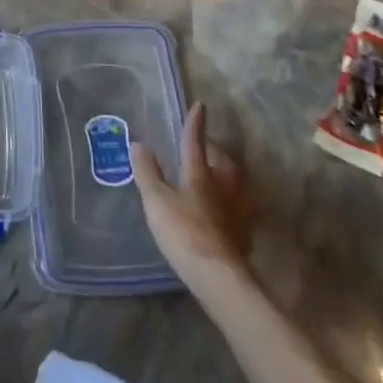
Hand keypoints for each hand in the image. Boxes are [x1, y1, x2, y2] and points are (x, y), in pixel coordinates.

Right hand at [131, 102, 254, 294]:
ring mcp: (236, 211)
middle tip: (205, 147)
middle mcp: (222, 187)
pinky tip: (227, 210)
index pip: (194, 143)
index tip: (200, 105)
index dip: (195, 124)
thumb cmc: (184, 233)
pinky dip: (233, 202)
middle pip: (221, 162)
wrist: (218, 277)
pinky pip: (239, 208)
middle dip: (214, 151)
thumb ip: (147, 172)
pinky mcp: (243, 234)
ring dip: (227, 174)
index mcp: (199, 175)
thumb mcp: (156, 201)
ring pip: (235, 183)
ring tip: (218, 174)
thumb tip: (138, 143)